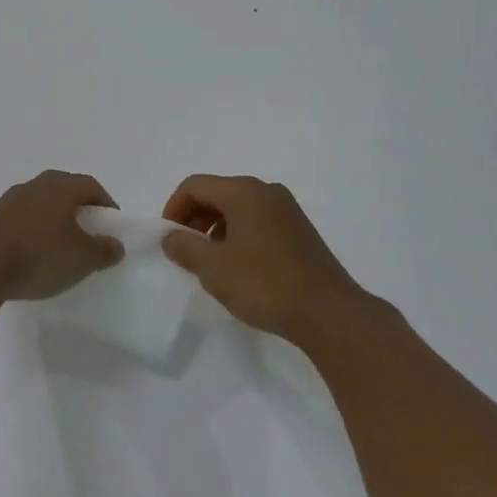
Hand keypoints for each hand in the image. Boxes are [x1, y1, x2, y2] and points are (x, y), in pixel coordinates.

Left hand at [0, 171, 124, 302]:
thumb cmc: (39, 255)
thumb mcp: (82, 258)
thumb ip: (103, 250)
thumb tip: (115, 245)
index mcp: (60, 186)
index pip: (90, 186)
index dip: (105, 204)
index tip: (112, 226)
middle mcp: (35, 185)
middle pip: (64, 192)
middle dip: (79, 211)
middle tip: (88, 235)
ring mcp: (9, 201)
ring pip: (41, 206)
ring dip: (53, 222)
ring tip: (60, 249)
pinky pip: (21, 221)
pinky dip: (32, 233)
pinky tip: (32, 257)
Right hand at [161, 175, 369, 345]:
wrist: (328, 312)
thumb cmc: (265, 284)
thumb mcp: (214, 269)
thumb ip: (185, 248)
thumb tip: (171, 237)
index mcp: (243, 191)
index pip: (195, 185)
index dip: (174, 208)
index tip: (168, 238)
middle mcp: (265, 190)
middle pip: (217, 192)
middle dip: (195, 217)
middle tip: (184, 251)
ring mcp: (286, 208)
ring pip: (238, 207)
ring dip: (216, 227)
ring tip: (211, 262)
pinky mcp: (299, 228)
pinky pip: (258, 219)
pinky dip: (239, 233)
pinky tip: (240, 266)